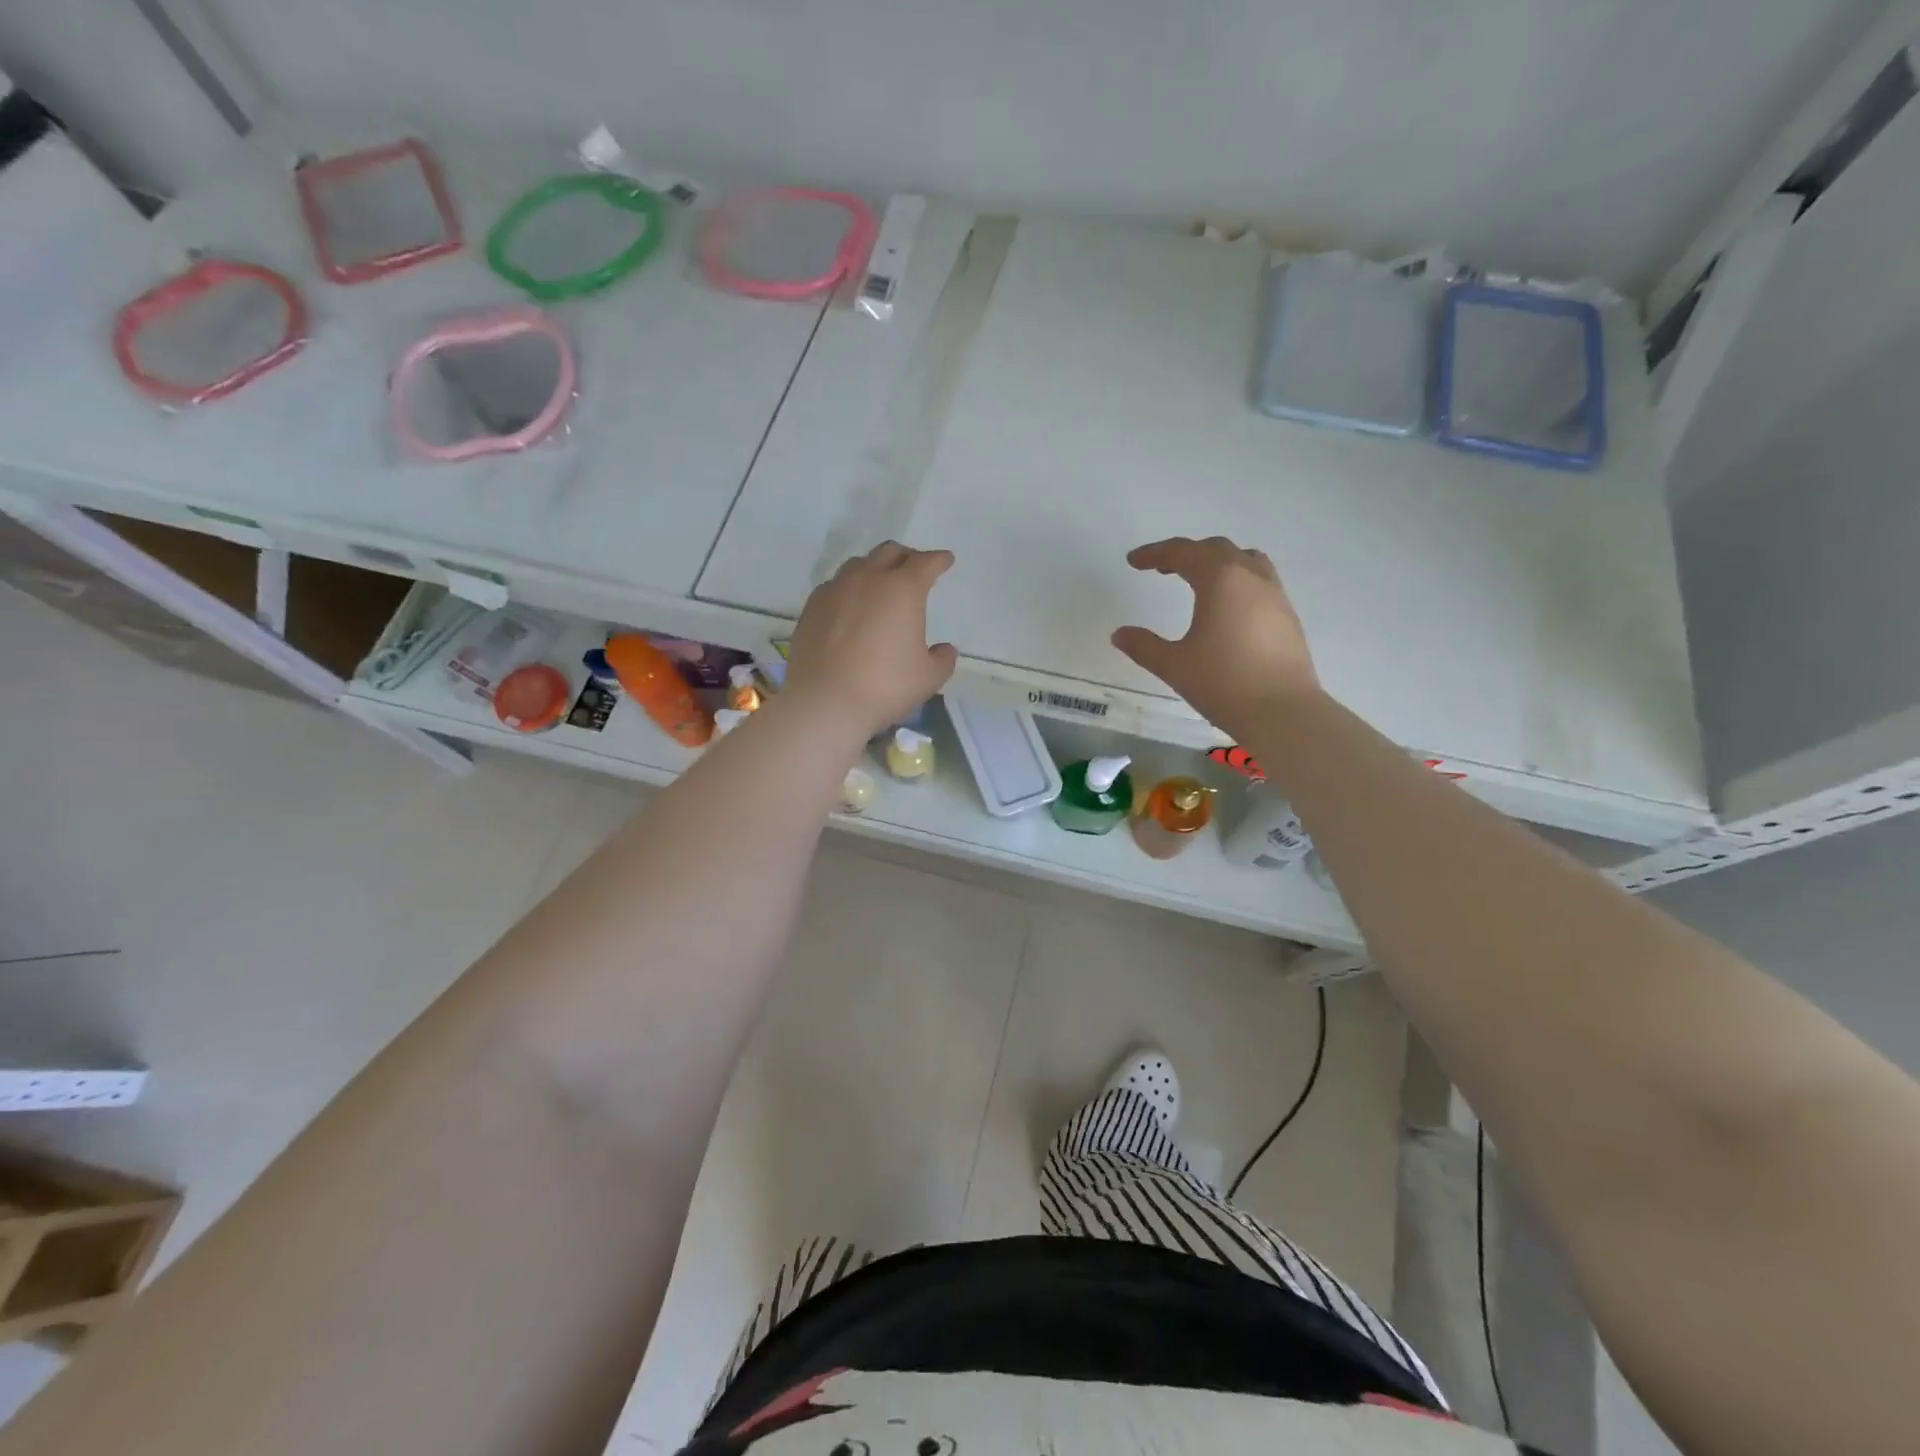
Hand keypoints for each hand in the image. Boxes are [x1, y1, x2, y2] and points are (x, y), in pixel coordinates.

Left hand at [783, 542, 958, 739]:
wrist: (825, 702)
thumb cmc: (885, 686)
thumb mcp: (928, 677)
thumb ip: (942, 659)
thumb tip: (945, 649)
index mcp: (903, 589)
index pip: (926, 562)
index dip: (939, 560)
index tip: (945, 560)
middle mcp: (868, 579)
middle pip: (889, 552)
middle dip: (906, 556)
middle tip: (914, 569)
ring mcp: (835, 590)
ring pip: (859, 565)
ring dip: (875, 568)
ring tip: (880, 585)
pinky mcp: (811, 607)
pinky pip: (835, 586)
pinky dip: (849, 589)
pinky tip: (850, 607)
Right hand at [1112, 536, 1319, 736]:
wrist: (1283, 712)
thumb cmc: (1224, 683)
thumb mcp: (1174, 665)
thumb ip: (1144, 646)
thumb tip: (1119, 634)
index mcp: (1220, 579)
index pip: (1183, 553)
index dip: (1155, 553)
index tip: (1134, 561)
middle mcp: (1250, 577)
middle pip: (1215, 549)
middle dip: (1186, 554)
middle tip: (1162, 569)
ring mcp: (1274, 594)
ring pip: (1244, 560)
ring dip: (1217, 561)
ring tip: (1199, 579)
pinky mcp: (1287, 614)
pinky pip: (1259, 580)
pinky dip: (1237, 580)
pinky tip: (1227, 607)